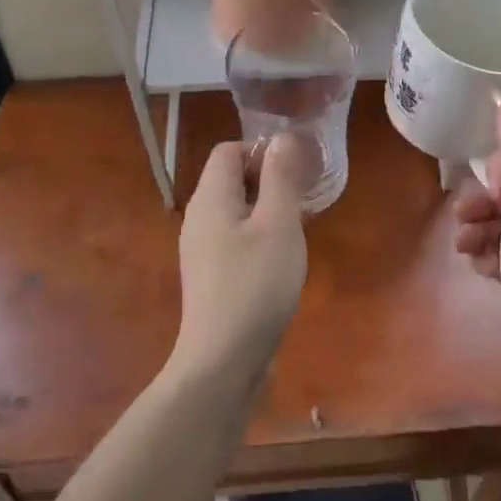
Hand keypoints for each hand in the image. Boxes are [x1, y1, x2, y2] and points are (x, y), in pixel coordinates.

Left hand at [171, 136, 310, 387]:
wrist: (223, 362)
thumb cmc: (255, 284)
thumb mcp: (278, 224)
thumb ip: (280, 177)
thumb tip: (281, 138)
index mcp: (211, 197)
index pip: (228, 150)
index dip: (261, 151)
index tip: (294, 172)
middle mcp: (199, 217)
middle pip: (230, 178)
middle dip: (268, 180)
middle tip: (302, 200)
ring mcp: (201, 249)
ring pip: (235, 210)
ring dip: (266, 210)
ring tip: (296, 229)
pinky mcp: (210, 276)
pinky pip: (234, 238)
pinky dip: (257, 236)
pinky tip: (280, 261)